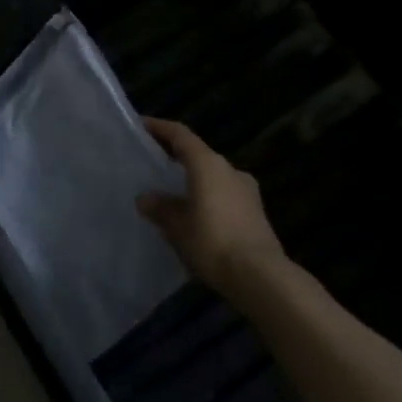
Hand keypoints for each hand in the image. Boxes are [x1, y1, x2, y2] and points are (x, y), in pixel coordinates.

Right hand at [138, 117, 286, 293]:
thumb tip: (146, 198)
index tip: (142, 125)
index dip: (160, 128)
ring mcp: (246, 190)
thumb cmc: (212, 241)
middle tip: (153, 163)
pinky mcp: (255, 212)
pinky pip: (223, 195)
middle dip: (176, 157)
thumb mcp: (177, 226)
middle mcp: (229, 169)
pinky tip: (195, 216)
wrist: (260, 276)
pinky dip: (207, 197)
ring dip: (193, 180)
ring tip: (171, 193)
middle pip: (198, 154)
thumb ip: (161, 208)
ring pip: (213, 176)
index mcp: (208, 164)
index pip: (181, 135)